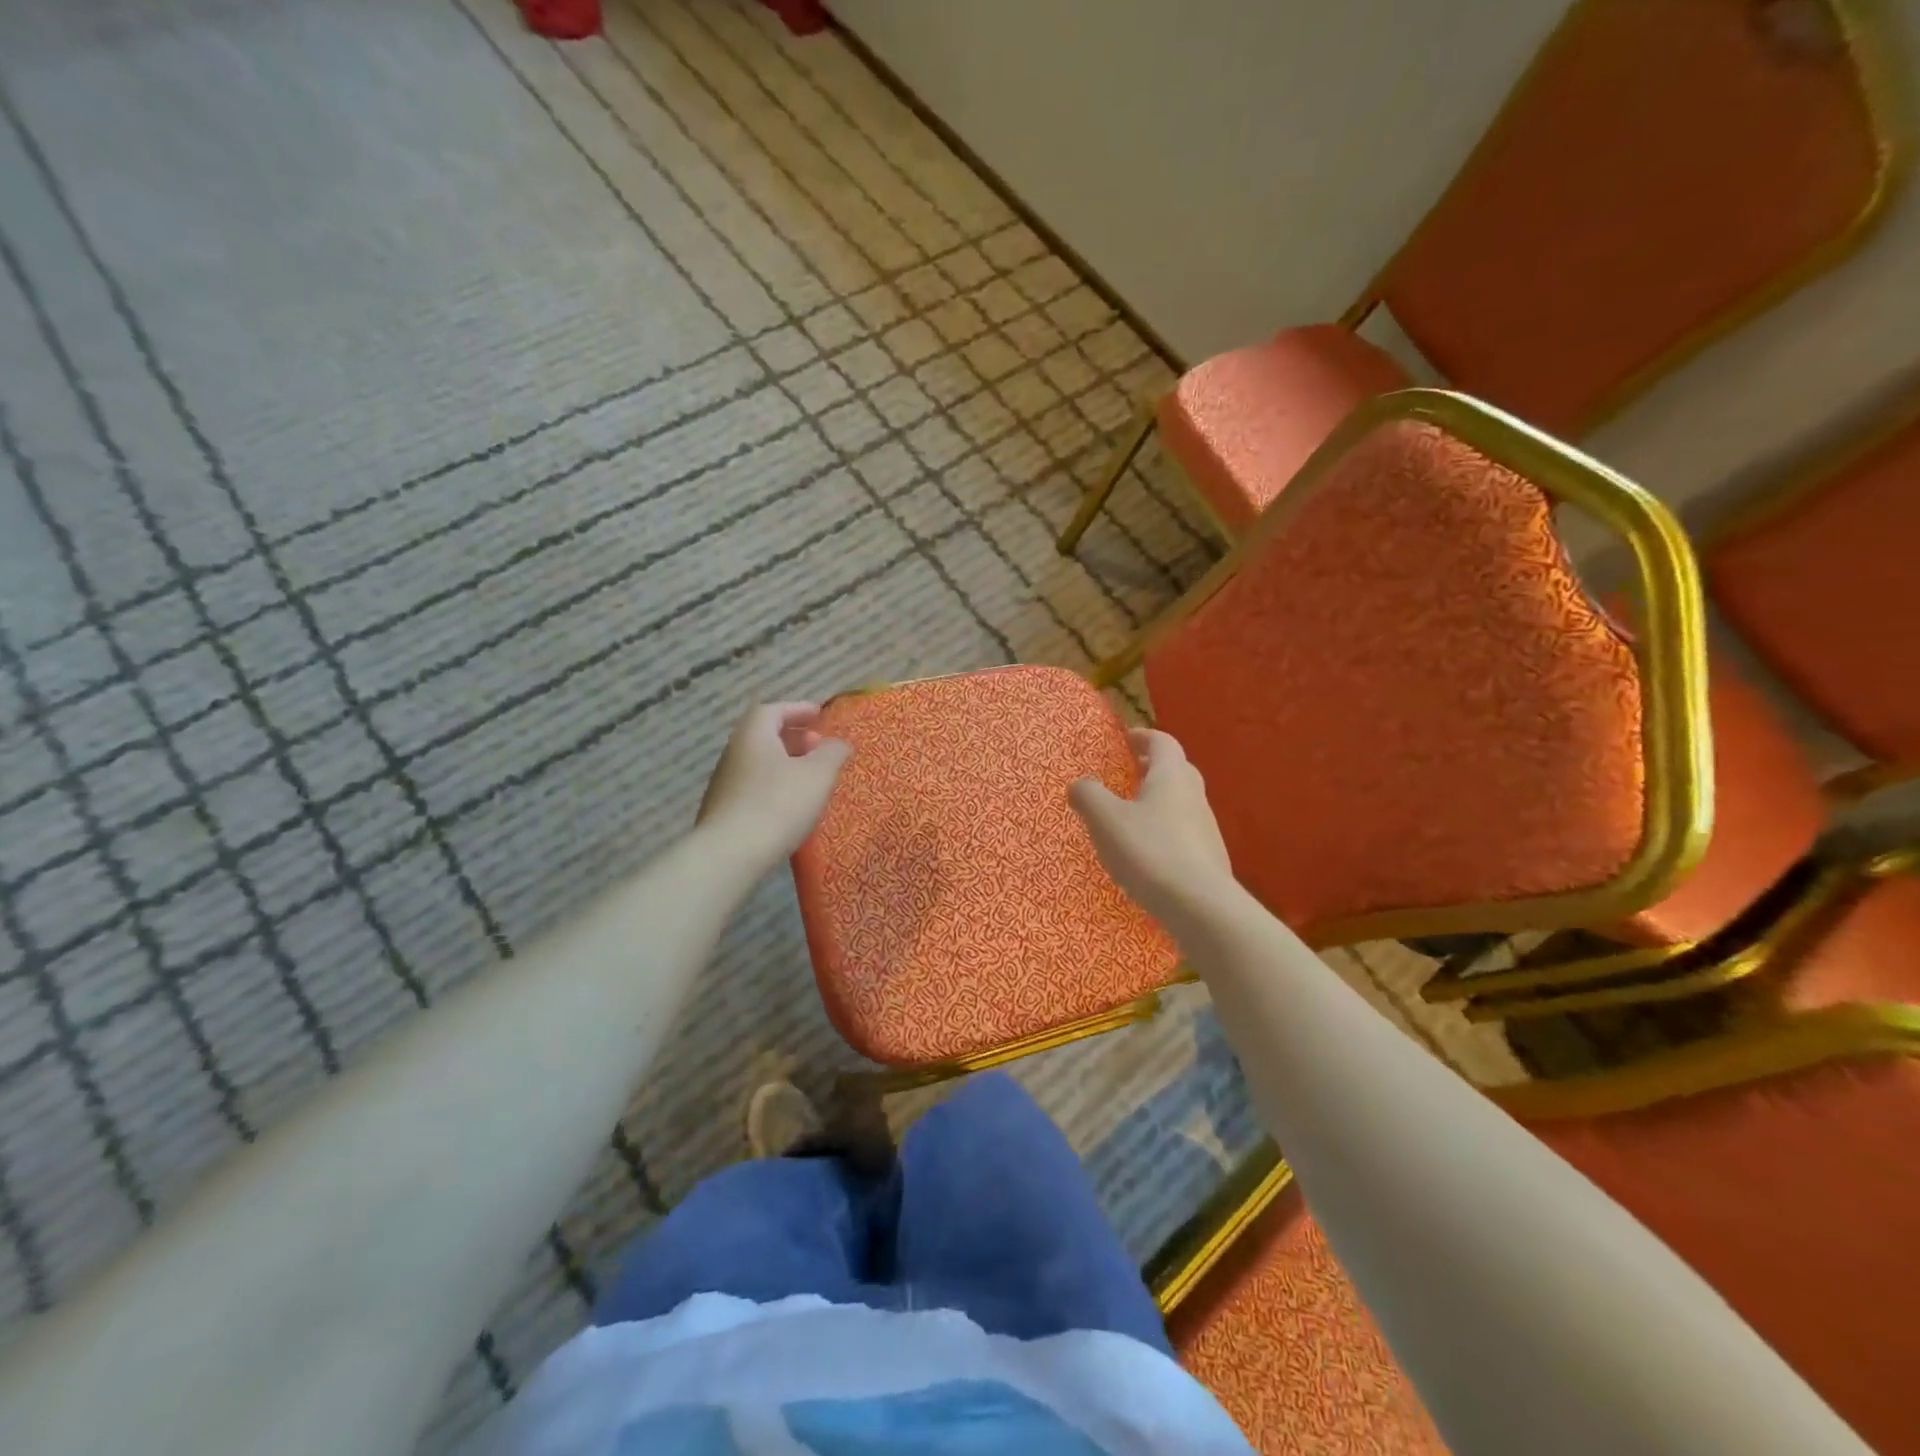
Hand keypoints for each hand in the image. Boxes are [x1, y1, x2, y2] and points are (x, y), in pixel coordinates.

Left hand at [696, 702, 851, 871]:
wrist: (730, 854)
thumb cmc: (778, 804)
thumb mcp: (818, 775)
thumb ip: (833, 753)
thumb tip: (840, 742)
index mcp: (754, 735)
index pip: (773, 710)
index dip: (798, 709)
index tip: (819, 715)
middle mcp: (734, 753)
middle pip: (764, 735)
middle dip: (794, 737)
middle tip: (819, 747)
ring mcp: (725, 783)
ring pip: (759, 763)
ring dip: (785, 763)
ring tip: (810, 778)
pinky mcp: (723, 810)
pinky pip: (754, 787)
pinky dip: (774, 786)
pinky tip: (791, 805)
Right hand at [1069, 728, 1236, 927]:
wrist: (1199, 905)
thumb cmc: (1148, 851)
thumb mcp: (1105, 820)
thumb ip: (1088, 795)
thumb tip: (1080, 784)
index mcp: (1171, 776)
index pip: (1162, 742)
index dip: (1143, 737)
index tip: (1127, 739)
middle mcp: (1194, 795)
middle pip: (1176, 770)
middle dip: (1153, 768)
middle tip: (1129, 773)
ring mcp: (1206, 827)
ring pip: (1181, 803)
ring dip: (1159, 801)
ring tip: (1132, 816)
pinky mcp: (1209, 857)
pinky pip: (1184, 833)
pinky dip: (1165, 831)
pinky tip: (1148, 853)